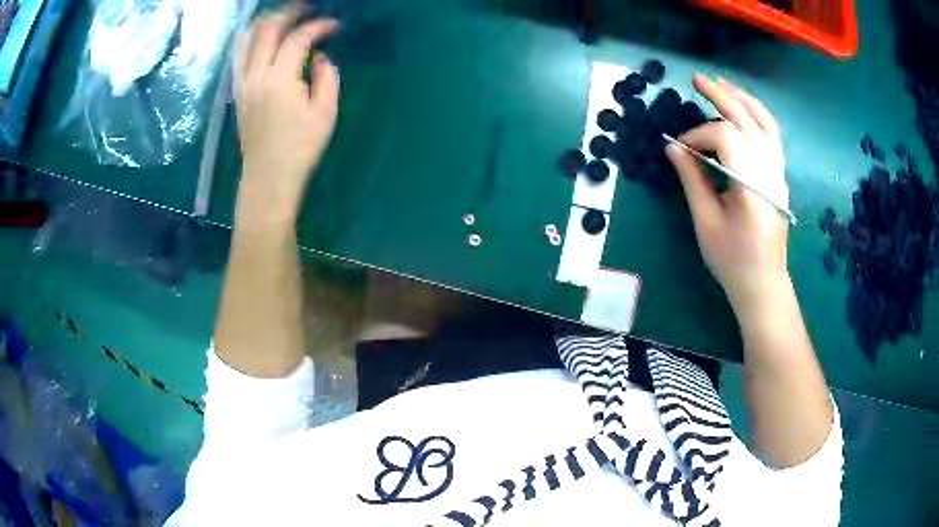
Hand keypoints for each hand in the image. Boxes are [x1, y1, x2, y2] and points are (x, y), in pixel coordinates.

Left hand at [234, 11, 338, 222]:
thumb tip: (319, 58)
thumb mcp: (326, 113)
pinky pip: (239, 58)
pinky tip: (259, 39)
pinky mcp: (238, 93)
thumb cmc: (300, 149)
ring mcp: (243, 84)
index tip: (334, 26)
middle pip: (266, 31)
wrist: (268, 178)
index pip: (298, 39)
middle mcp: (257, 76)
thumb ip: (327, 77)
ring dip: (265, 23)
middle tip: (305, 10)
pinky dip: (249, 41)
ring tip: (281, 19)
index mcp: (280, 80)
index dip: (318, 26)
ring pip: (247, 40)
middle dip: (287, 14)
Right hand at [666, 75, 789, 311]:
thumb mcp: (706, 222)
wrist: (764, 283)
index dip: (699, 134)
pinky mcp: (779, 176)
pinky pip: (772, 134)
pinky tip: (743, 107)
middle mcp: (769, 171)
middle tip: (696, 79)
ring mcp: (778, 172)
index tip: (681, 148)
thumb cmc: (732, 260)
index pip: (726, 137)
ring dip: (742, 99)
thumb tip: (673, 147)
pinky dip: (757, 115)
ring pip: (764, 122)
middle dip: (720, 96)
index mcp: (751, 184)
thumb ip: (692, 179)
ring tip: (721, 84)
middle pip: (746, 119)